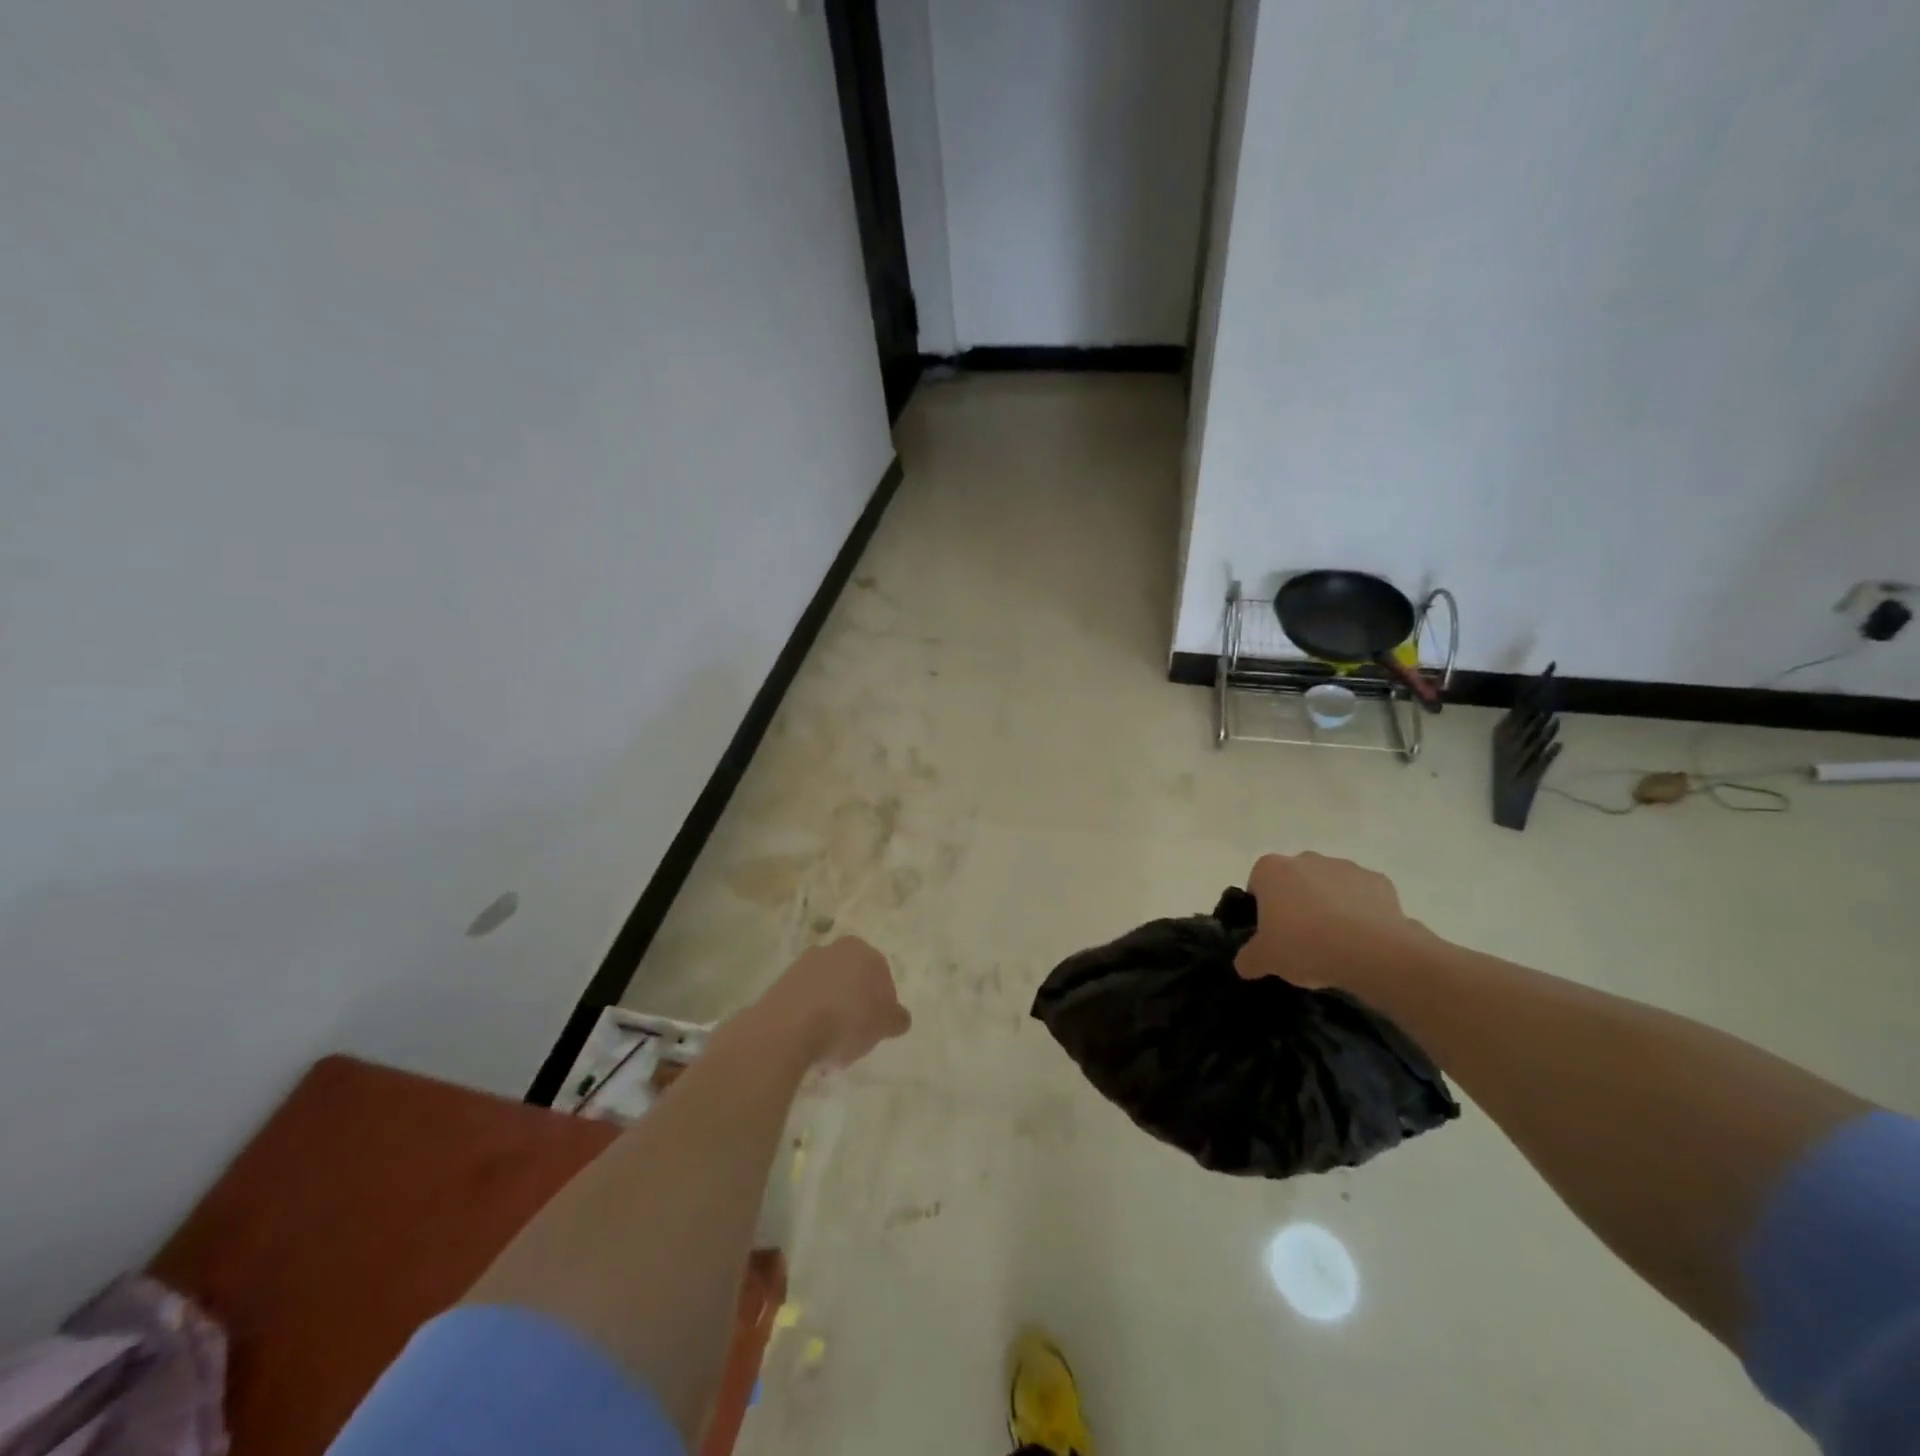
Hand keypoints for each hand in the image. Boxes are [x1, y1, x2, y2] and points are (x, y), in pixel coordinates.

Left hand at [755, 937, 910, 1068]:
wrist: (788, 1028)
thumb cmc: (847, 1020)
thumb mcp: (885, 1024)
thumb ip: (896, 1018)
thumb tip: (899, 1017)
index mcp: (861, 950)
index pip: (881, 975)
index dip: (882, 1004)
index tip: (877, 1029)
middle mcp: (832, 950)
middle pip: (851, 982)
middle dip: (855, 1007)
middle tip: (855, 1038)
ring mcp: (802, 966)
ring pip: (826, 992)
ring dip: (830, 1016)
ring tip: (830, 1049)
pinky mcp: (780, 985)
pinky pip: (804, 1003)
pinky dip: (809, 1020)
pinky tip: (809, 1045)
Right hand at [1234, 852, 1426, 989]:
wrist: (1372, 951)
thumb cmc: (1305, 945)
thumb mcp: (1264, 960)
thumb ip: (1248, 958)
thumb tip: (1246, 963)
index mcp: (1271, 869)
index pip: (1257, 885)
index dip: (1262, 911)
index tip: (1272, 934)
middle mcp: (1306, 859)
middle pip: (1294, 882)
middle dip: (1296, 905)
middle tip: (1301, 940)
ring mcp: (1344, 867)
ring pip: (1329, 887)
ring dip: (1329, 907)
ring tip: (1336, 944)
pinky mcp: (1378, 881)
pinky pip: (1362, 896)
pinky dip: (1360, 913)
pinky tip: (1362, 940)